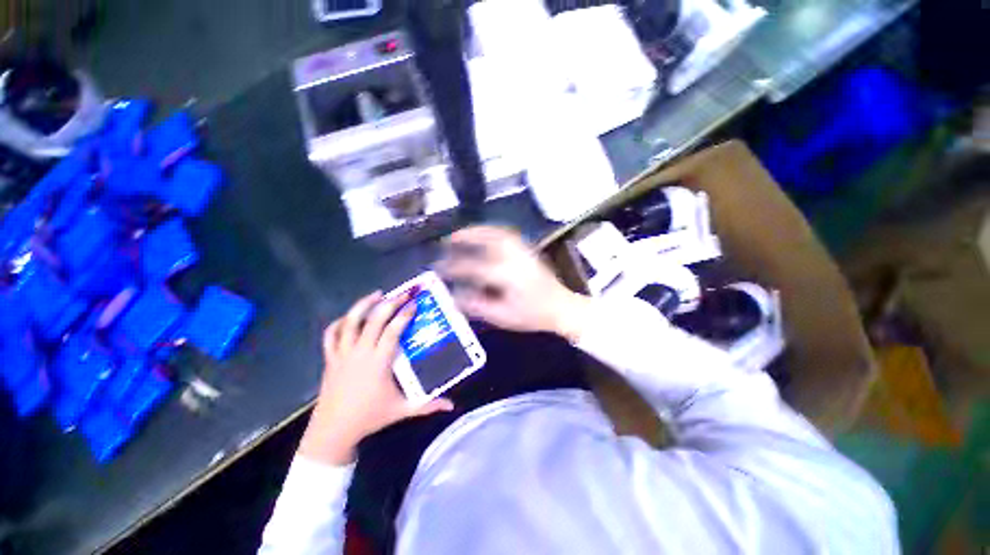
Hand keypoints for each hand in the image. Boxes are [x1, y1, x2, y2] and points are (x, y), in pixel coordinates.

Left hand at [299, 291, 454, 465]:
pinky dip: (339, 322)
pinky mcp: (330, 359)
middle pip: (374, 320)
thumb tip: (451, 405)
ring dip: (363, 305)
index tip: (414, 304)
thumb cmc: (370, 417)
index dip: (404, 315)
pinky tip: (349, 316)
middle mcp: (360, 353)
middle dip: (390, 303)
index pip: (392, 331)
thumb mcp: (402, 410)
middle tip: (403, 294)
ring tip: (377, 294)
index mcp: (378, 362)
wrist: (333, 431)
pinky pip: (331, 335)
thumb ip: (428, 406)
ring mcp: (342, 354)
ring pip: (350, 322)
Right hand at [436, 226, 592, 340]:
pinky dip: (491, 231)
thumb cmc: (532, 315)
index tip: (439, 267)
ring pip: (497, 232)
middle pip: (487, 239)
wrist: (561, 307)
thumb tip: (455, 295)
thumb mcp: (502, 316)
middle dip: (465, 236)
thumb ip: (477, 305)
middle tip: (448, 239)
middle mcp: (514, 258)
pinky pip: (507, 234)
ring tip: (462, 233)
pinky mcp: (528, 249)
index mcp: (507, 275)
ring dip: (477, 230)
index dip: (454, 267)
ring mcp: (523, 251)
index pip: (473, 267)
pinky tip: (484, 235)